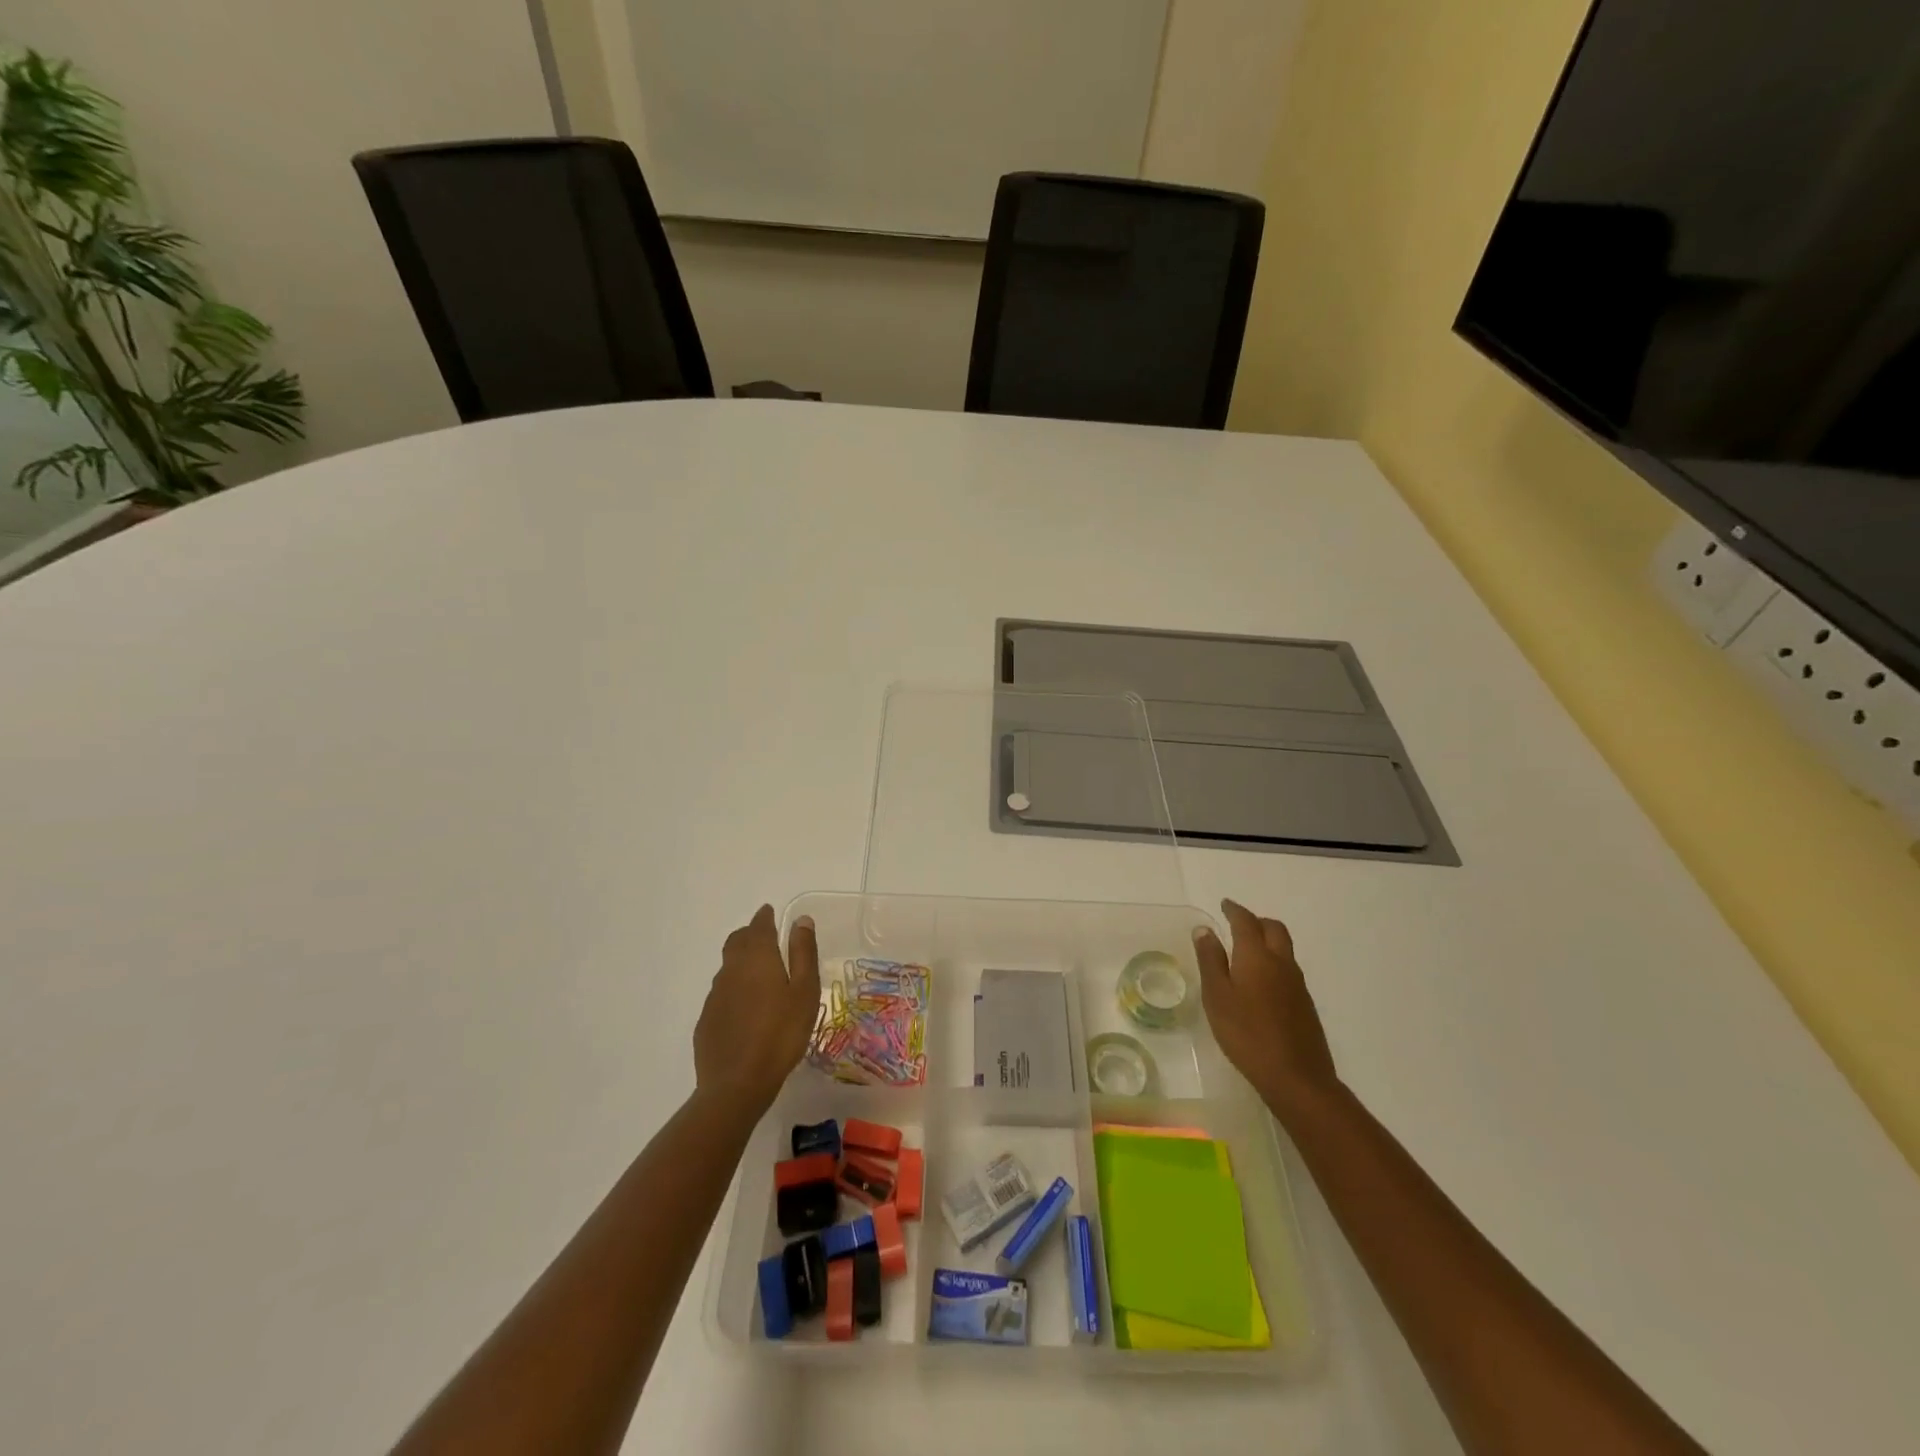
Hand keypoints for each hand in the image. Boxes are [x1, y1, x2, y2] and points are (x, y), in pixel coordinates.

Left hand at [693, 905, 820, 1116]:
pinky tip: (745, 1008)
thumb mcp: (804, 991)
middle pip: (737, 941)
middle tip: (765, 937)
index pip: (758, 926)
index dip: (765, 917)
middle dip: (750, 934)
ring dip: (741, 961)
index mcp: (757, 958)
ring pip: (728, 967)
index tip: (770, 912)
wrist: (736, 1084)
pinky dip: (734, 989)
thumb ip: (803, 953)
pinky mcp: (707, 1020)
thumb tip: (801, 920)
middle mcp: (731, 969)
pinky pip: (721, 993)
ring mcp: (715, 995)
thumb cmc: (781, 1034)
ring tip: (759, 974)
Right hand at [1193, 900, 1340, 1122]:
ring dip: (1267, 940)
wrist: (1296, 1077)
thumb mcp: (1217, 996)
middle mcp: (1282, 963)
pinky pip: (1288, 969)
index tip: (1224, 905)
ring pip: (1284, 949)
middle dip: (1255, 921)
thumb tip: (1205, 930)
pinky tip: (1260, 982)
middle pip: (1274, 929)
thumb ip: (1210, 960)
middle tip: (1237, 923)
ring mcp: (1297, 984)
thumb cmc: (1246, 1033)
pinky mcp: (1305, 1005)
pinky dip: (1273, 962)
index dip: (1234, 910)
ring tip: (1245, 951)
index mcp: (1257, 956)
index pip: (1246, 922)